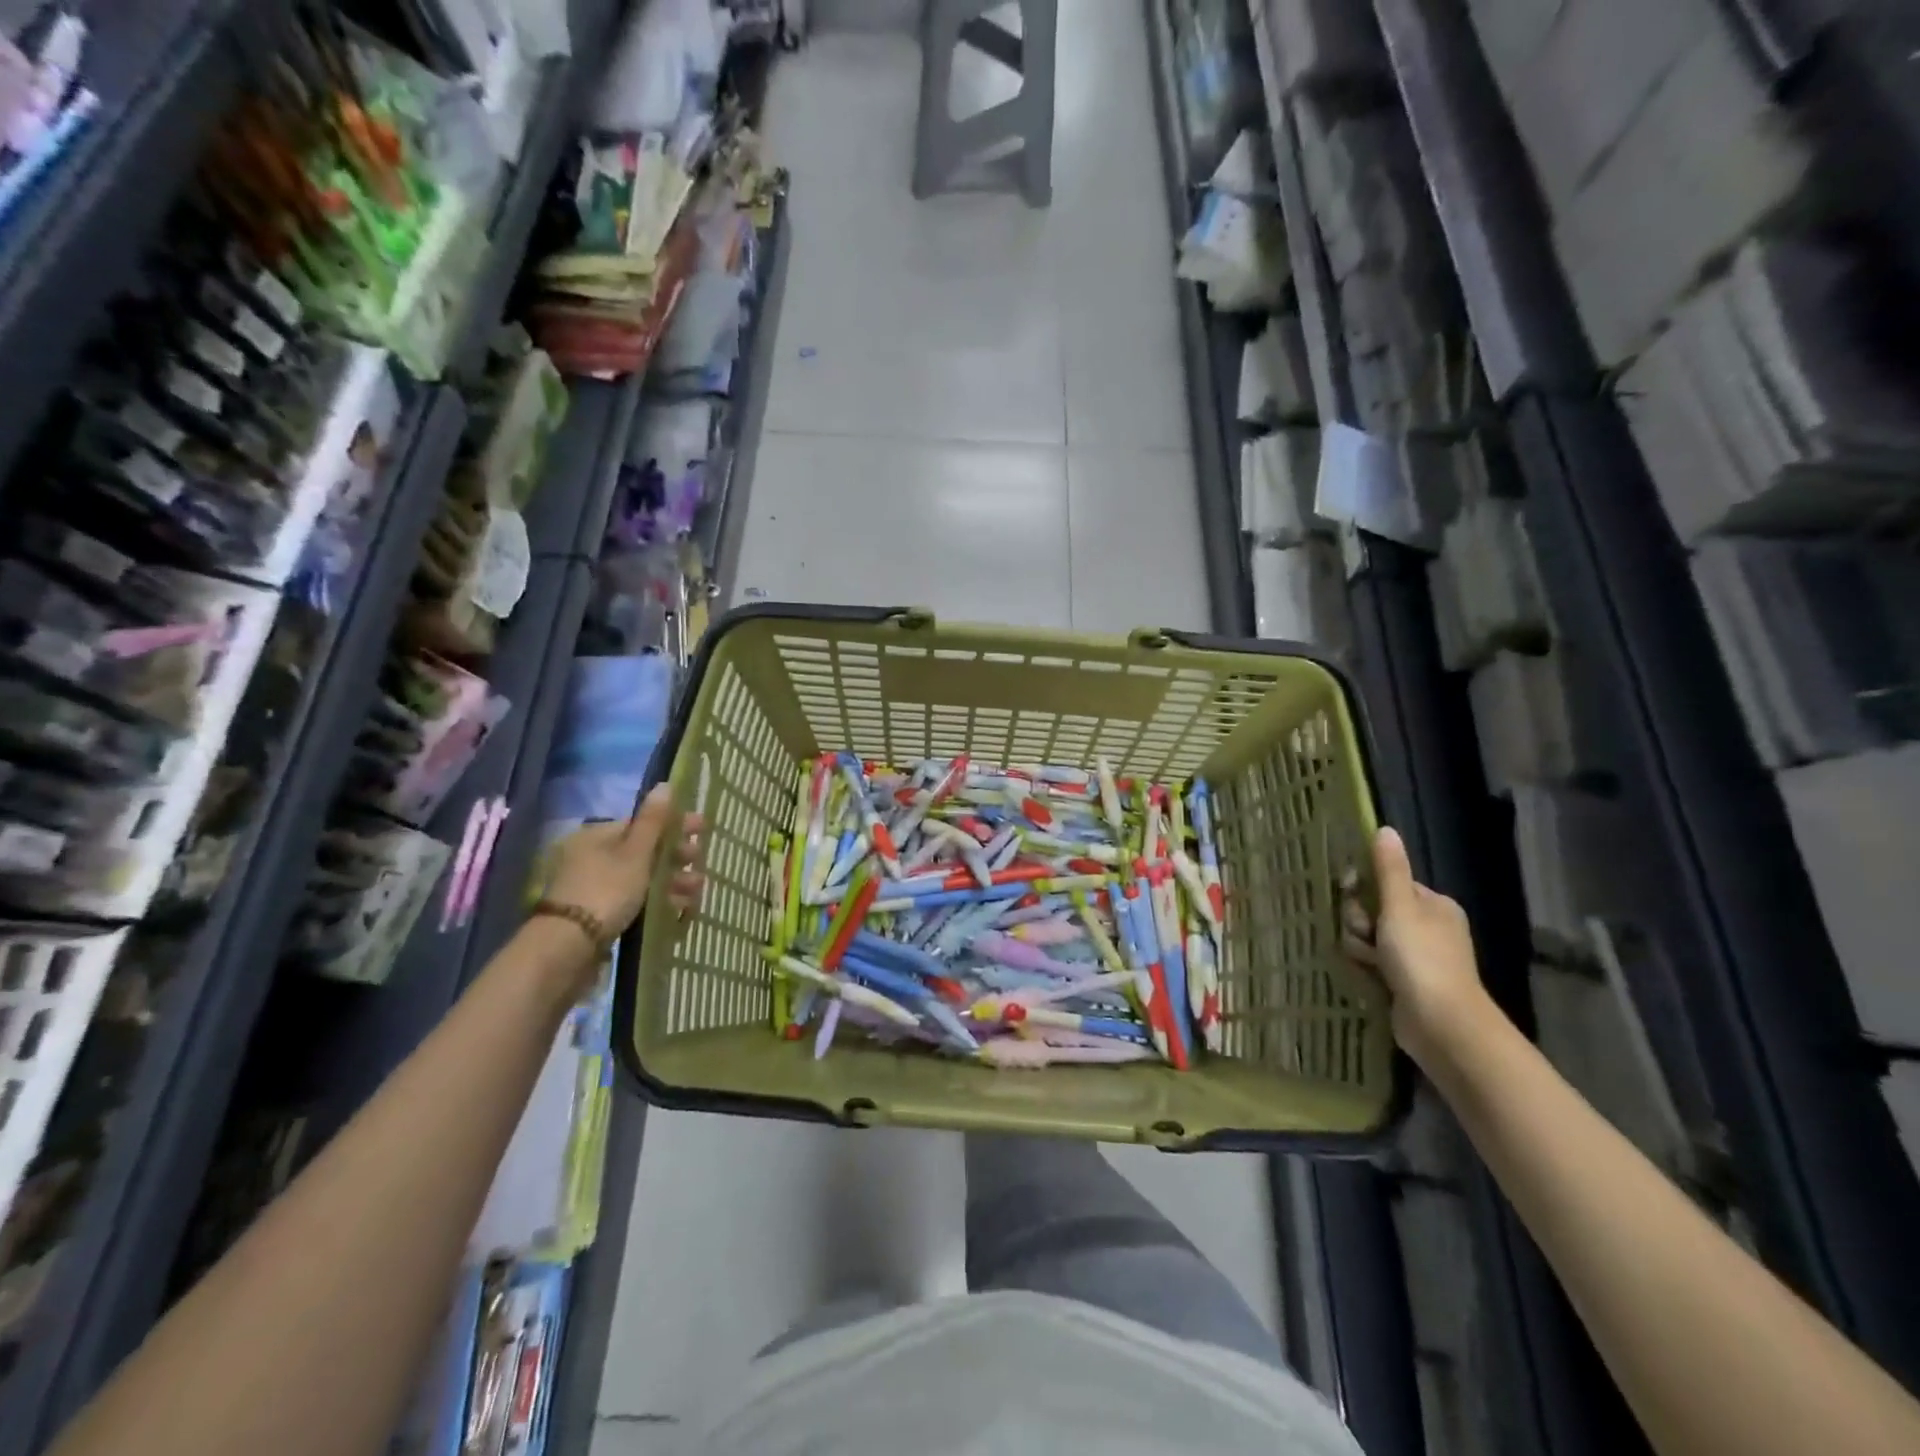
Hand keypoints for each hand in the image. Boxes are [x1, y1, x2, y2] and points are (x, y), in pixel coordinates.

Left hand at [546, 786, 703, 938]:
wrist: (569, 948)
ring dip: (673, 880)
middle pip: (645, 851)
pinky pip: (637, 899)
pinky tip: (681, 907)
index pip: (642, 824)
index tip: (703, 831)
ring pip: (644, 877)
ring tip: (697, 890)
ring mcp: (596, 887)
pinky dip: (660, 900)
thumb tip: (665, 784)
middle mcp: (594, 857)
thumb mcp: (635, 853)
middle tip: (700, 864)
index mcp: (597, 836)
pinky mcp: (601, 914)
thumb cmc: (606, 890)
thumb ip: (653, 821)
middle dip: (677, 857)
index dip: (674, 826)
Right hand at [1341, 826, 1493, 1069]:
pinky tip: (1368, 977)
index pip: (1386, 883)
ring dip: (1360, 948)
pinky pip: (1372, 964)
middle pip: (1374, 911)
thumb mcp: (1401, 908)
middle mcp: (1427, 927)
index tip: (1350, 894)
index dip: (1364, 889)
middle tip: (1366, 936)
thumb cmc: (1422, 959)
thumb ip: (1390, 870)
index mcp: (1433, 905)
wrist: (1442, 1025)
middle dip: (1360, 923)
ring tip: (1370, 963)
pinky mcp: (1404, 983)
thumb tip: (1385, 829)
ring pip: (1368, 939)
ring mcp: (1417, 957)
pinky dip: (1366, 968)